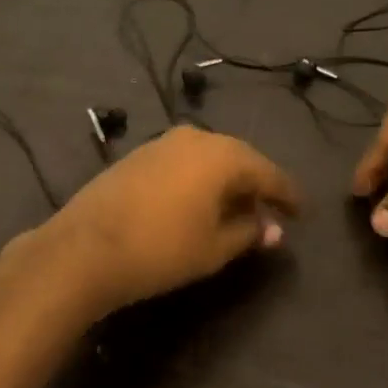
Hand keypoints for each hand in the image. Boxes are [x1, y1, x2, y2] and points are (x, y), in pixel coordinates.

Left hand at [41, 126, 300, 313]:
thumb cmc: (161, 249)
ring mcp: (163, 142)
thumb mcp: (214, 248)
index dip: (287, 194)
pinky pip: (184, 162)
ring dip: (226, 181)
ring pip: (209, 158)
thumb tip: (272, 228)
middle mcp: (195, 138)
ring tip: (236, 209)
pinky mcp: (139, 154)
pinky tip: (199, 202)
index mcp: (222, 155)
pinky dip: (200, 179)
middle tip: (270, 211)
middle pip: (238, 158)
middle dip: (256, 184)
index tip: (301, 212)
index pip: (267, 172)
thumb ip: (249, 232)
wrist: (86, 247)